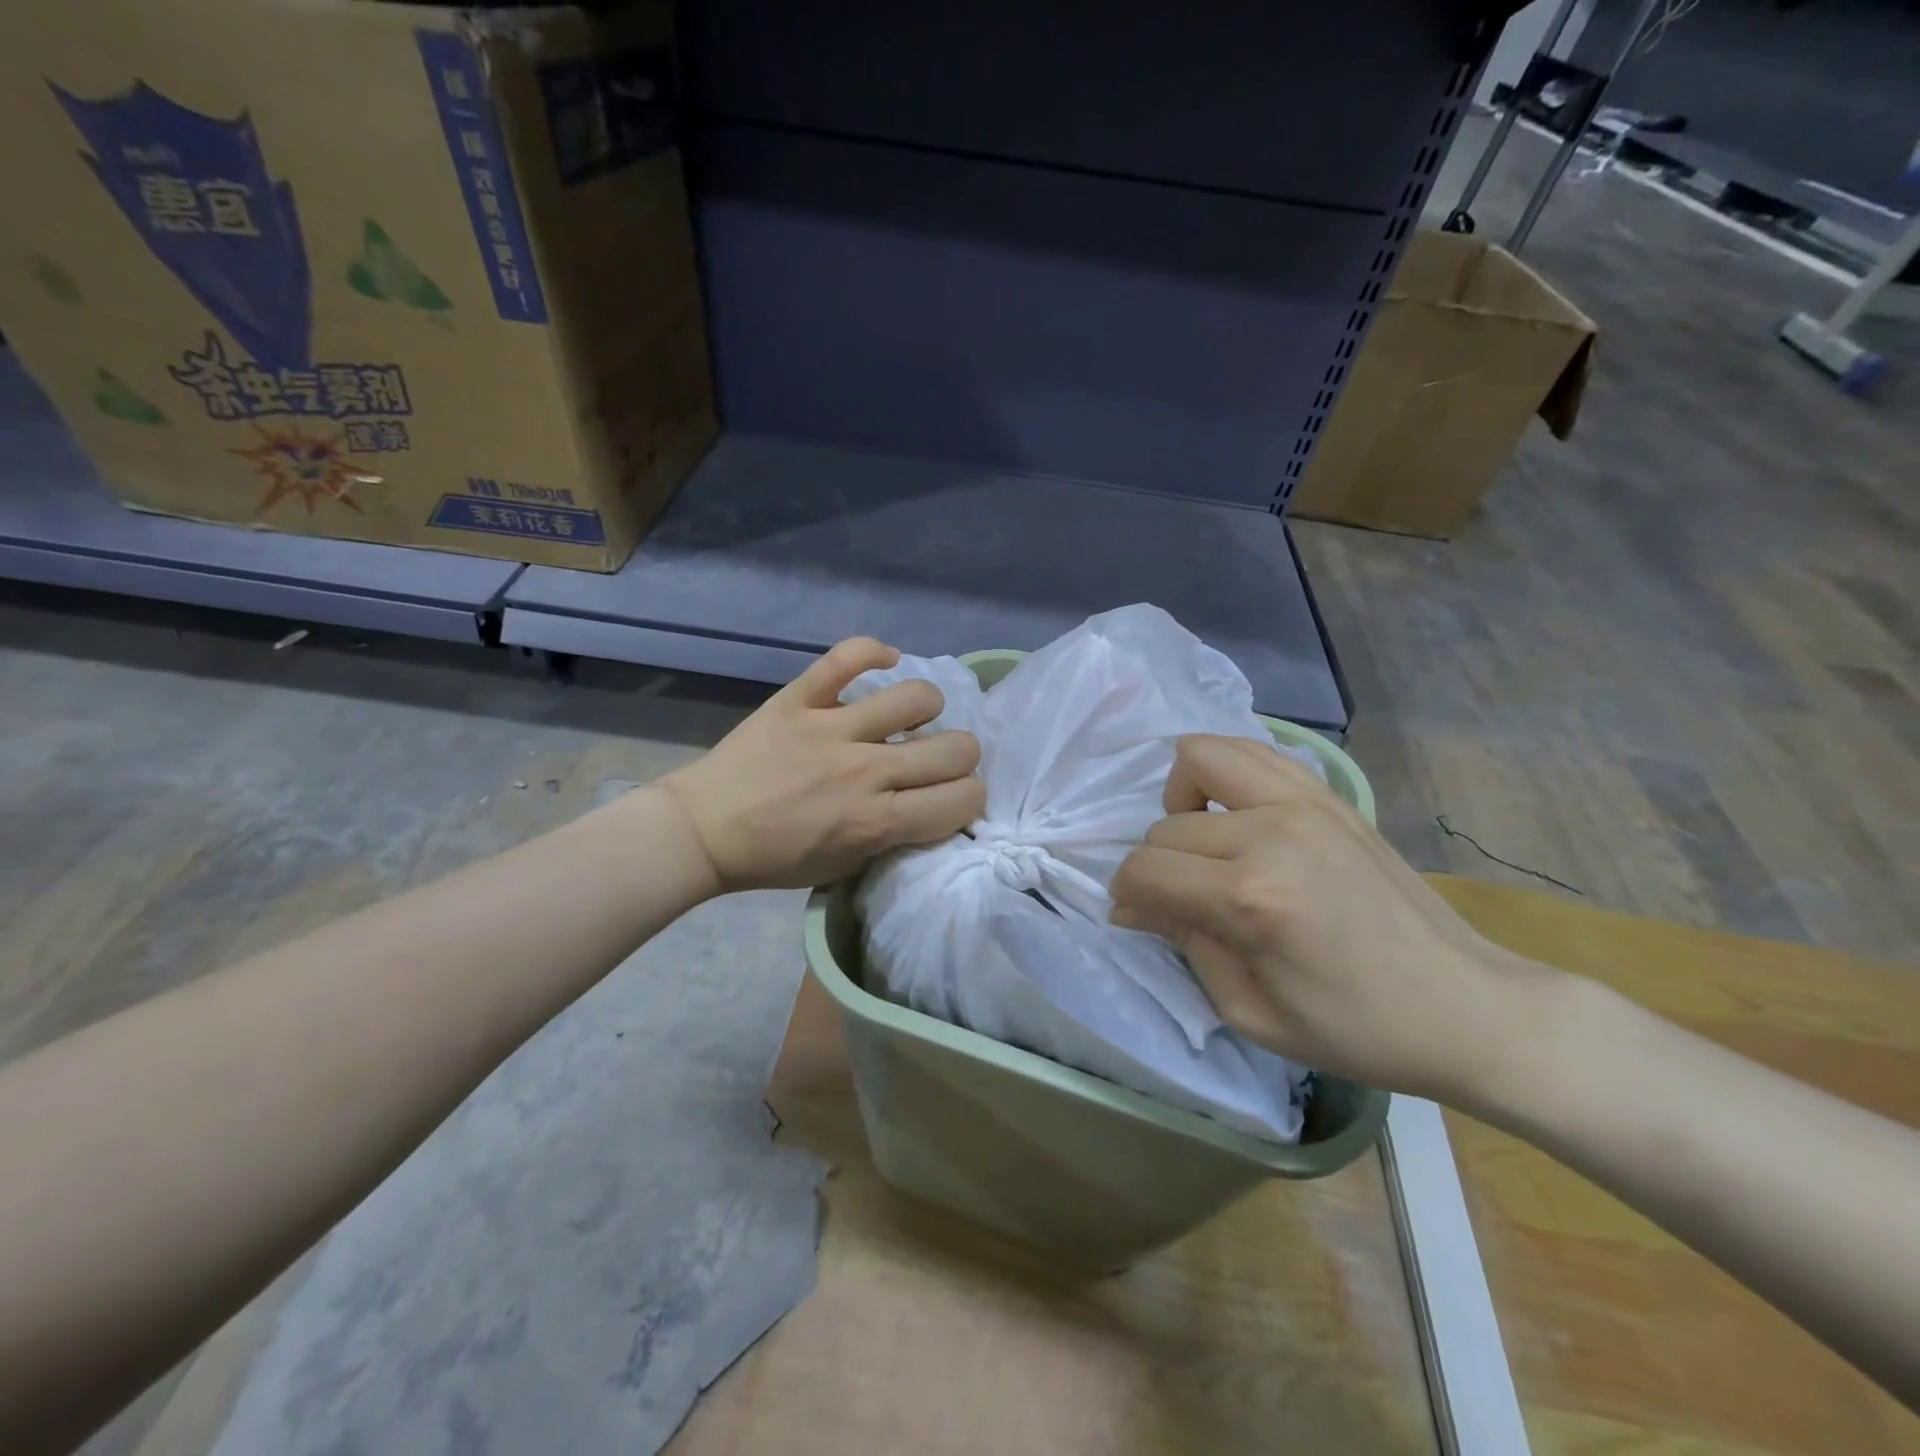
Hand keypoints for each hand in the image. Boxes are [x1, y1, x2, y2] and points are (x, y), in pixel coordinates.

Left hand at [657, 638, 985, 894]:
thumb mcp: (846, 867)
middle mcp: (867, 771)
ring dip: (924, 709)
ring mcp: (833, 728)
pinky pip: (848, 656)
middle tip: (933, 762)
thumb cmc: (776, 858)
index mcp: (878, 821)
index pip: (965, 798)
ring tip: (906, 719)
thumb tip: (929, 803)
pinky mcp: (801, 697)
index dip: (968, 798)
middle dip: (960, 758)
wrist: (703, 831)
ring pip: (917, 697)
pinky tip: (882, 662)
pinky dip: (872, 652)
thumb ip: (894, 835)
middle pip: (958, 748)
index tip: (951, 797)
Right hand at [1109, 735, 1555, 1104]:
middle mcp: (1272, 833)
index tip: (1139, 915)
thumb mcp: (1249, 1011)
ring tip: (1205, 837)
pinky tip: (1237, 814)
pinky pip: (1252, 751)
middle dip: (1158, 865)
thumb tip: (1130, 904)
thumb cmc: (1355, 1029)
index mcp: (1251, 898)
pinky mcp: (1330, 795)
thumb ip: (1183, 943)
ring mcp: (1305, 803)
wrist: (1465, 1006)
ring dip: (1183, 796)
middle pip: (1167, 825)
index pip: (1146, 868)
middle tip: (1184, 899)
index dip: (1128, 893)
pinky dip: (1225, 773)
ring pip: (1201, 756)